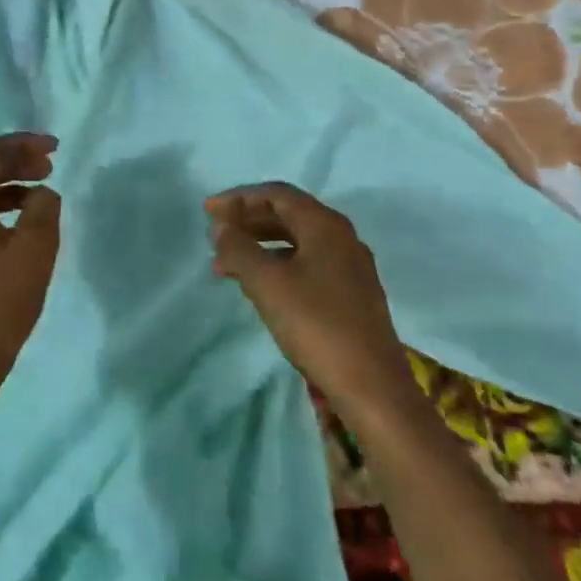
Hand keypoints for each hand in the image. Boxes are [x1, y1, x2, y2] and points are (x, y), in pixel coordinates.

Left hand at [0, 133, 61, 395]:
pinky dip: (2, 207)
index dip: (22, 144)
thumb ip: (42, 209)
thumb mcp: (33, 249)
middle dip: (16, 162)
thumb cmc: (0, 301)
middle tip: (51, 167)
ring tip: (43, 191)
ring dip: (11, 185)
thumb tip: (42, 194)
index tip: (55, 149)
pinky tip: (26, 222)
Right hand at [205, 183, 412, 418]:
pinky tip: (259, 287)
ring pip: (297, 242)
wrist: (371, 385)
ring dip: (260, 246)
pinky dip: (277, 266)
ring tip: (226, 265)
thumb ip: (239, 249)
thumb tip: (221, 227)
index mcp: (326, 226)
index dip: (239, 198)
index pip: (277, 195)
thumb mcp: (267, 283)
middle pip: (288, 215)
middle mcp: (342, 238)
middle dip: (248, 221)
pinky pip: (306, 265)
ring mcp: (350, 268)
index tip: (208, 211)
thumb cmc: (316, 324)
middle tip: (215, 234)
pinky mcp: (351, 295)